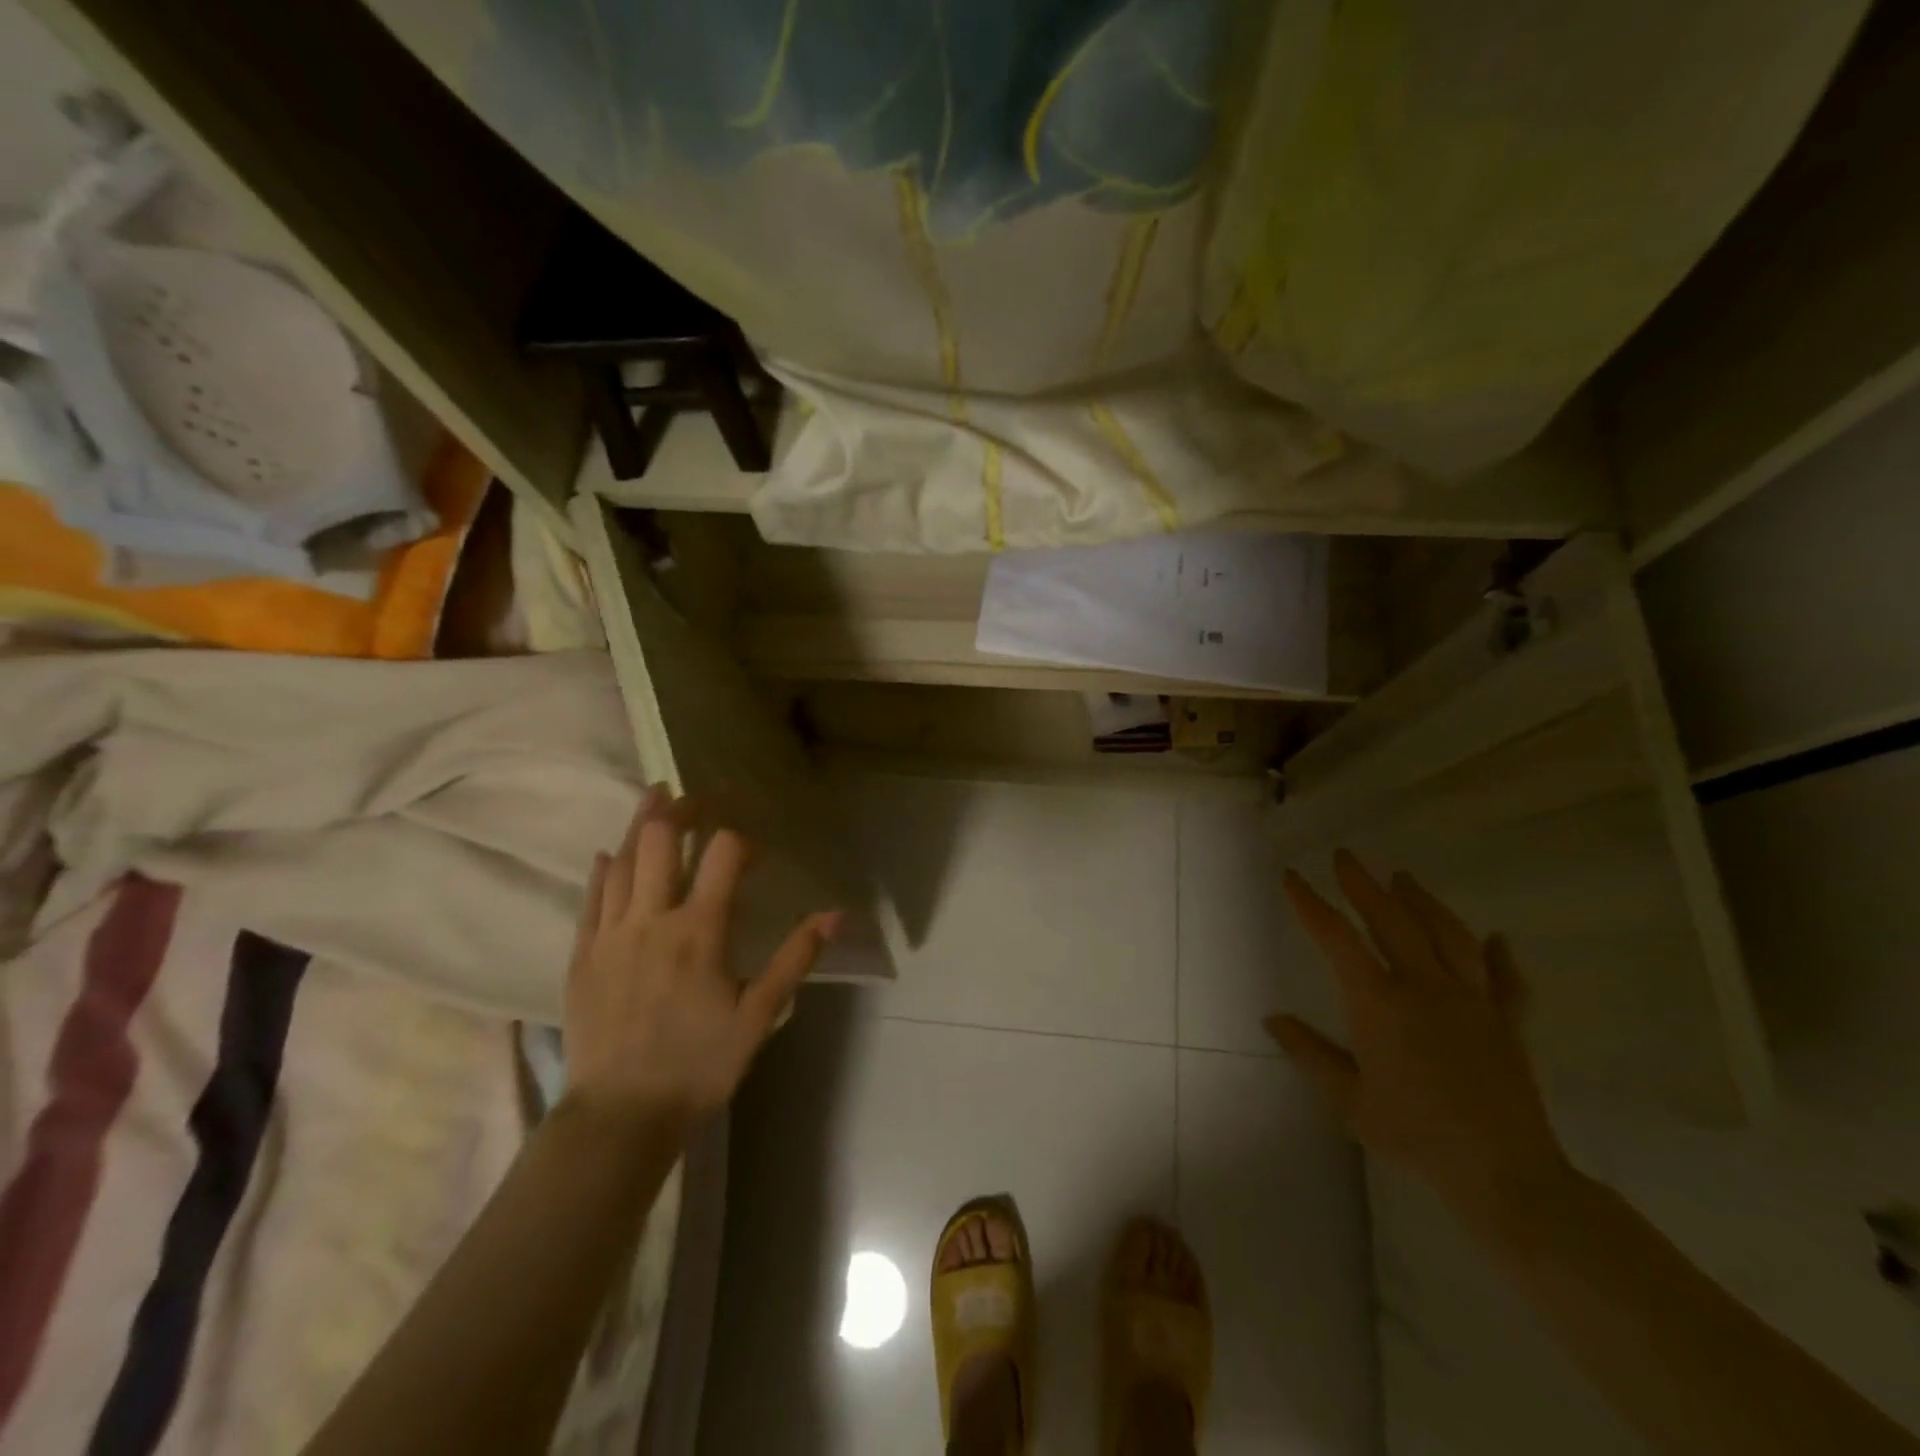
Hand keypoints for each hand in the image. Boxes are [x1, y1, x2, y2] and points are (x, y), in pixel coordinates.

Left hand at [563, 786, 839, 1133]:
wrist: (620, 1116)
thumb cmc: (699, 1064)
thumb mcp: (759, 1015)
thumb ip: (795, 958)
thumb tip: (835, 914)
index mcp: (700, 930)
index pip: (724, 854)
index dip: (741, 840)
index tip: (753, 852)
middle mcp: (652, 919)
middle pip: (661, 840)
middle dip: (681, 809)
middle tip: (696, 799)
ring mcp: (610, 934)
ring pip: (622, 860)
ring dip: (641, 824)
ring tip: (655, 799)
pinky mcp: (582, 954)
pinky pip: (591, 897)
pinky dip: (604, 869)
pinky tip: (610, 855)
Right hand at [1269, 850, 1571, 1232]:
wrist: (1505, 1174)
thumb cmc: (1415, 1135)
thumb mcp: (1350, 1100)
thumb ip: (1310, 1054)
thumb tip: (1272, 1019)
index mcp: (1380, 1003)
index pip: (1337, 938)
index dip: (1310, 903)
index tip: (1292, 877)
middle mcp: (1425, 987)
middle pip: (1392, 920)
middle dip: (1363, 884)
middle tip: (1345, 857)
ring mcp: (1473, 1001)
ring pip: (1448, 935)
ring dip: (1423, 902)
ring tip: (1405, 878)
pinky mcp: (1509, 1023)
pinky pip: (1507, 980)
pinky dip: (1500, 956)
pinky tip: (1497, 939)